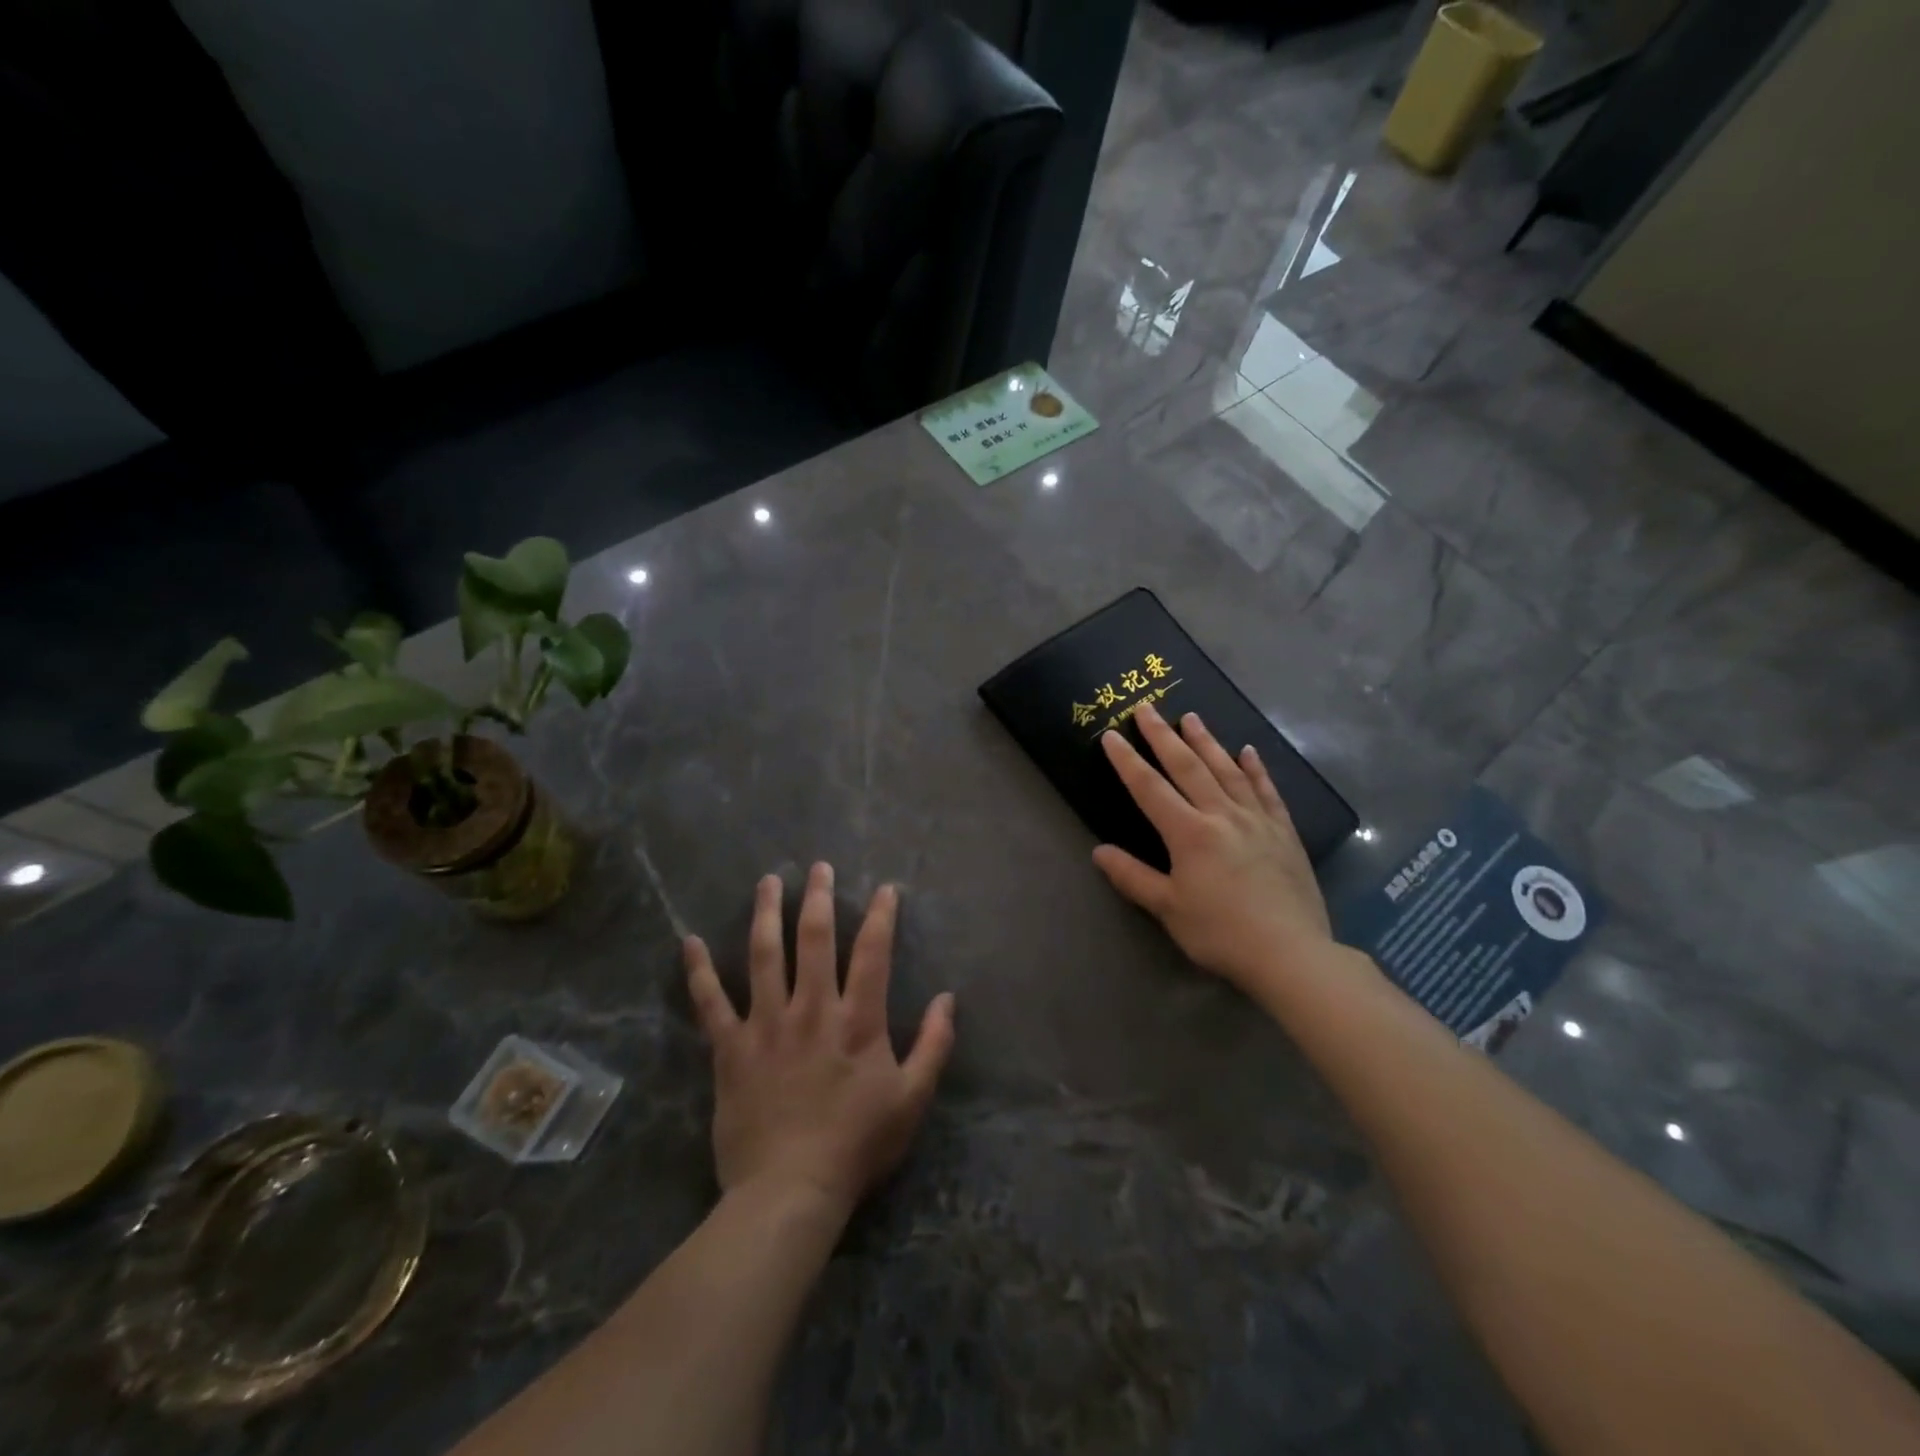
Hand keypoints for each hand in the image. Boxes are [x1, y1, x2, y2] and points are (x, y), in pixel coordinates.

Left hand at [683, 864, 955, 1220]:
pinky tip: (689, 941)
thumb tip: (948, 999)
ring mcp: (766, 1025)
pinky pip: (710, 1003)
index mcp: (857, 1020)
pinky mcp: (730, 1049)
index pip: (872, 953)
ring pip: (764, 956)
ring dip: (766, 914)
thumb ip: (934, 1045)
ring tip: (767, 881)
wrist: (790, 1192)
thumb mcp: (912, 1100)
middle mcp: (811, 1009)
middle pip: (814, 939)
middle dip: (818, 898)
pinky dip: (699, 971)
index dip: (880, 916)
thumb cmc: (857, 1145)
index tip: (884, 889)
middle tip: (818, 867)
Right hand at [1092, 701, 1337, 998]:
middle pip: (1188, 767)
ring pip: (1227, 770)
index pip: (1150, 788)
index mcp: (1189, 833)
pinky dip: (1256, 768)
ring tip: (1192, 717)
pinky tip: (1249, 751)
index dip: (1128, 761)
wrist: (1291, 953)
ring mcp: (1256, 820)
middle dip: (1163, 736)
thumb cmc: (1221, 933)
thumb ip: (1132, 877)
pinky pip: (1267, 791)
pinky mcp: (1284, 832)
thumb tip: (1099, 851)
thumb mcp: (1168, 909)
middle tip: (1147, 708)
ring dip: (1207, 742)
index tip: (1112, 735)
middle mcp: (1222, 815)